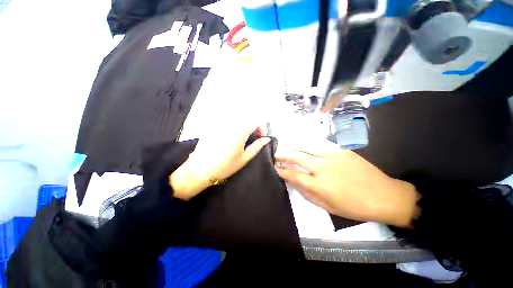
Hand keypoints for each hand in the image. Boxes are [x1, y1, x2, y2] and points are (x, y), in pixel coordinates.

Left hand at [170, 124, 269, 200]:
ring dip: (243, 127)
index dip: (261, 128)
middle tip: (252, 138)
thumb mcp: (244, 158)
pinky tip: (230, 138)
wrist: (200, 169)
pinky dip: (233, 127)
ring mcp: (220, 124)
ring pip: (237, 120)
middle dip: (252, 127)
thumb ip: (257, 147)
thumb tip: (266, 139)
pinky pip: (227, 123)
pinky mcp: (213, 127)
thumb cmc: (225, 166)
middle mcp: (230, 124)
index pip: (255, 122)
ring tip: (242, 138)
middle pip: (246, 119)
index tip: (261, 137)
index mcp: (240, 132)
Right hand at [275, 142, 419, 227]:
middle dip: (284, 155)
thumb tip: (294, 182)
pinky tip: (304, 146)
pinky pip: (320, 145)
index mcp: (320, 185)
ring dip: (295, 147)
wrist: (384, 196)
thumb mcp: (328, 207)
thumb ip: (307, 193)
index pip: (294, 174)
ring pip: (307, 147)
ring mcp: (333, 156)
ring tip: (288, 148)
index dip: (282, 170)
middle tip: (276, 154)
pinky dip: (309, 145)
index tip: (275, 168)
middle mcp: (323, 168)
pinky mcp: (341, 151)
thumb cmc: (354, 207)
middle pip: (297, 157)